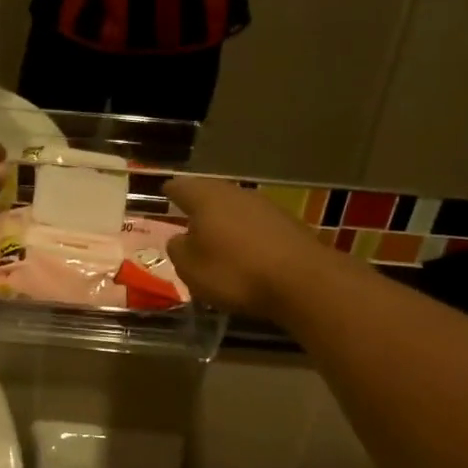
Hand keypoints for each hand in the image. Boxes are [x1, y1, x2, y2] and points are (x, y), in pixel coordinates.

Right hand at [165, 176, 325, 318]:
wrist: (303, 281)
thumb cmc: (235, 272)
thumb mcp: (191, 269)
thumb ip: (179, 250)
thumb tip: (180, 239)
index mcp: (206, 198)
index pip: (181, 187)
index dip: (171, 191)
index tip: (164, 193)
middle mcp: (235, 193)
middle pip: (211, 193)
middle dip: (199, 204)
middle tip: (187, 216)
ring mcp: (265, 206)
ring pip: (236, 207)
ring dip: (225, 220)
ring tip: (215, 236)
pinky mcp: (288, 224)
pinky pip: (257, 225)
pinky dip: (247, 234)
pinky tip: (245, 250)